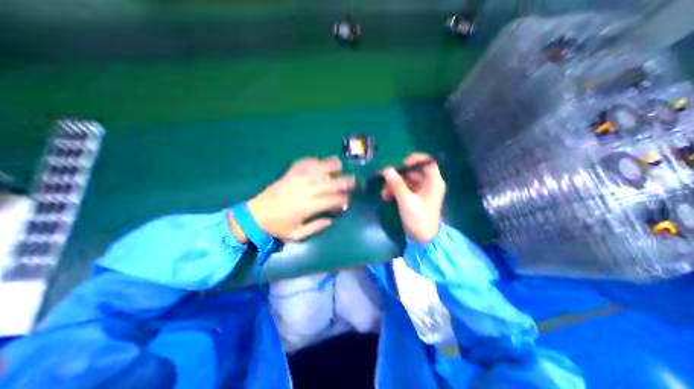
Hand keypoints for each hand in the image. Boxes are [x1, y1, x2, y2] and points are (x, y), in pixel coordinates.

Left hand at [237, 156, 354, 240]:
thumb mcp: (297, 235)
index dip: (342, 199)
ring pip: (317, 171)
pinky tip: (317, 159)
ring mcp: (296, 181)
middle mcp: (305, 191)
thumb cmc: (277, 227)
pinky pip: (301, 165)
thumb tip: (331, 220)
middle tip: (353, 179)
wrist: (255, 216)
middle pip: (328, 184)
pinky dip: (311, 161)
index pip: (331, 200)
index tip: (348, 200)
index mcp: (308, 207)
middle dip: (343, 181)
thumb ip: (316, 227)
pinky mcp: (288, 175)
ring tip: (339, 163)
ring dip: (329, 166)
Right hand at [379, 152, 444, 241]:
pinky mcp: (416, 197)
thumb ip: (396, 184)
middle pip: (413, 172)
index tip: (401, 164)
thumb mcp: (406, 200)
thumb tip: (386, 170)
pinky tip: (386, 197)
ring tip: (383, 193)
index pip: (427, 162)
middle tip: (384, 180)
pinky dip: (396, 191)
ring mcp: (422, 191)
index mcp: (433, 182)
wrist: (422, 238)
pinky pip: (405, 188)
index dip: (414, 159)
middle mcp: (429, 184)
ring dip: (394, 184)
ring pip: (407, 180)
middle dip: (397, 176)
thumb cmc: (418, 218)